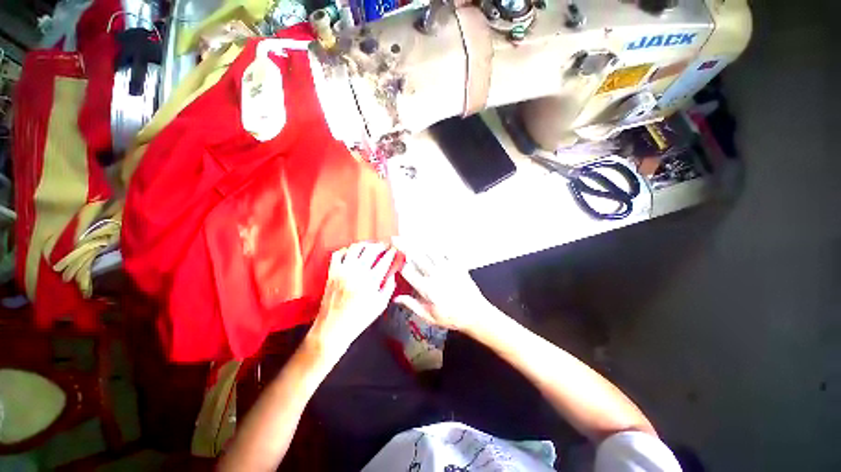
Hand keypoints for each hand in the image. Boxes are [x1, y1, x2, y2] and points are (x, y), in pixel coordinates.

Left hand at [308, 242, 397, 361]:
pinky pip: (338, 254)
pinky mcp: (332, 272)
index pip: (385, 260)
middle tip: (385, 246)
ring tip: (370, 247)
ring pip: (355, 248)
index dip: (392, 252)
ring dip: (365, 245)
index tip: (395, 249)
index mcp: (371, 281)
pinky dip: (346, 250)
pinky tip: (352, 253)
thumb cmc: (359, 319)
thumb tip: (392, 275)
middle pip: (371, 250)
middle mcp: (357, 272)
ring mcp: (343, 270)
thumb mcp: (380, 306)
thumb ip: (389, 288)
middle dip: (380, 245)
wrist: (333, 327)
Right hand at [393, 239, 490, 333]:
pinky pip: (445, 250)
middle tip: (395, 238)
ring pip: (429, 250)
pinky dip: (436, 246)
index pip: (407, 271)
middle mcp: (435, 275)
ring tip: (410, 237)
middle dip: (404, 246)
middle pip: (416, 256)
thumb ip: (412, 305)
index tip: (394, 259)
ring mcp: (447, 268)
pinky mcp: (457, 264)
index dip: (398, 263)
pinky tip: (431, 244)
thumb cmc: (452, 317)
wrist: (475, 313)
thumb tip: (397, 298)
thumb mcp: (429, 317)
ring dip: (418, 244)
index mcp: (427, 289)